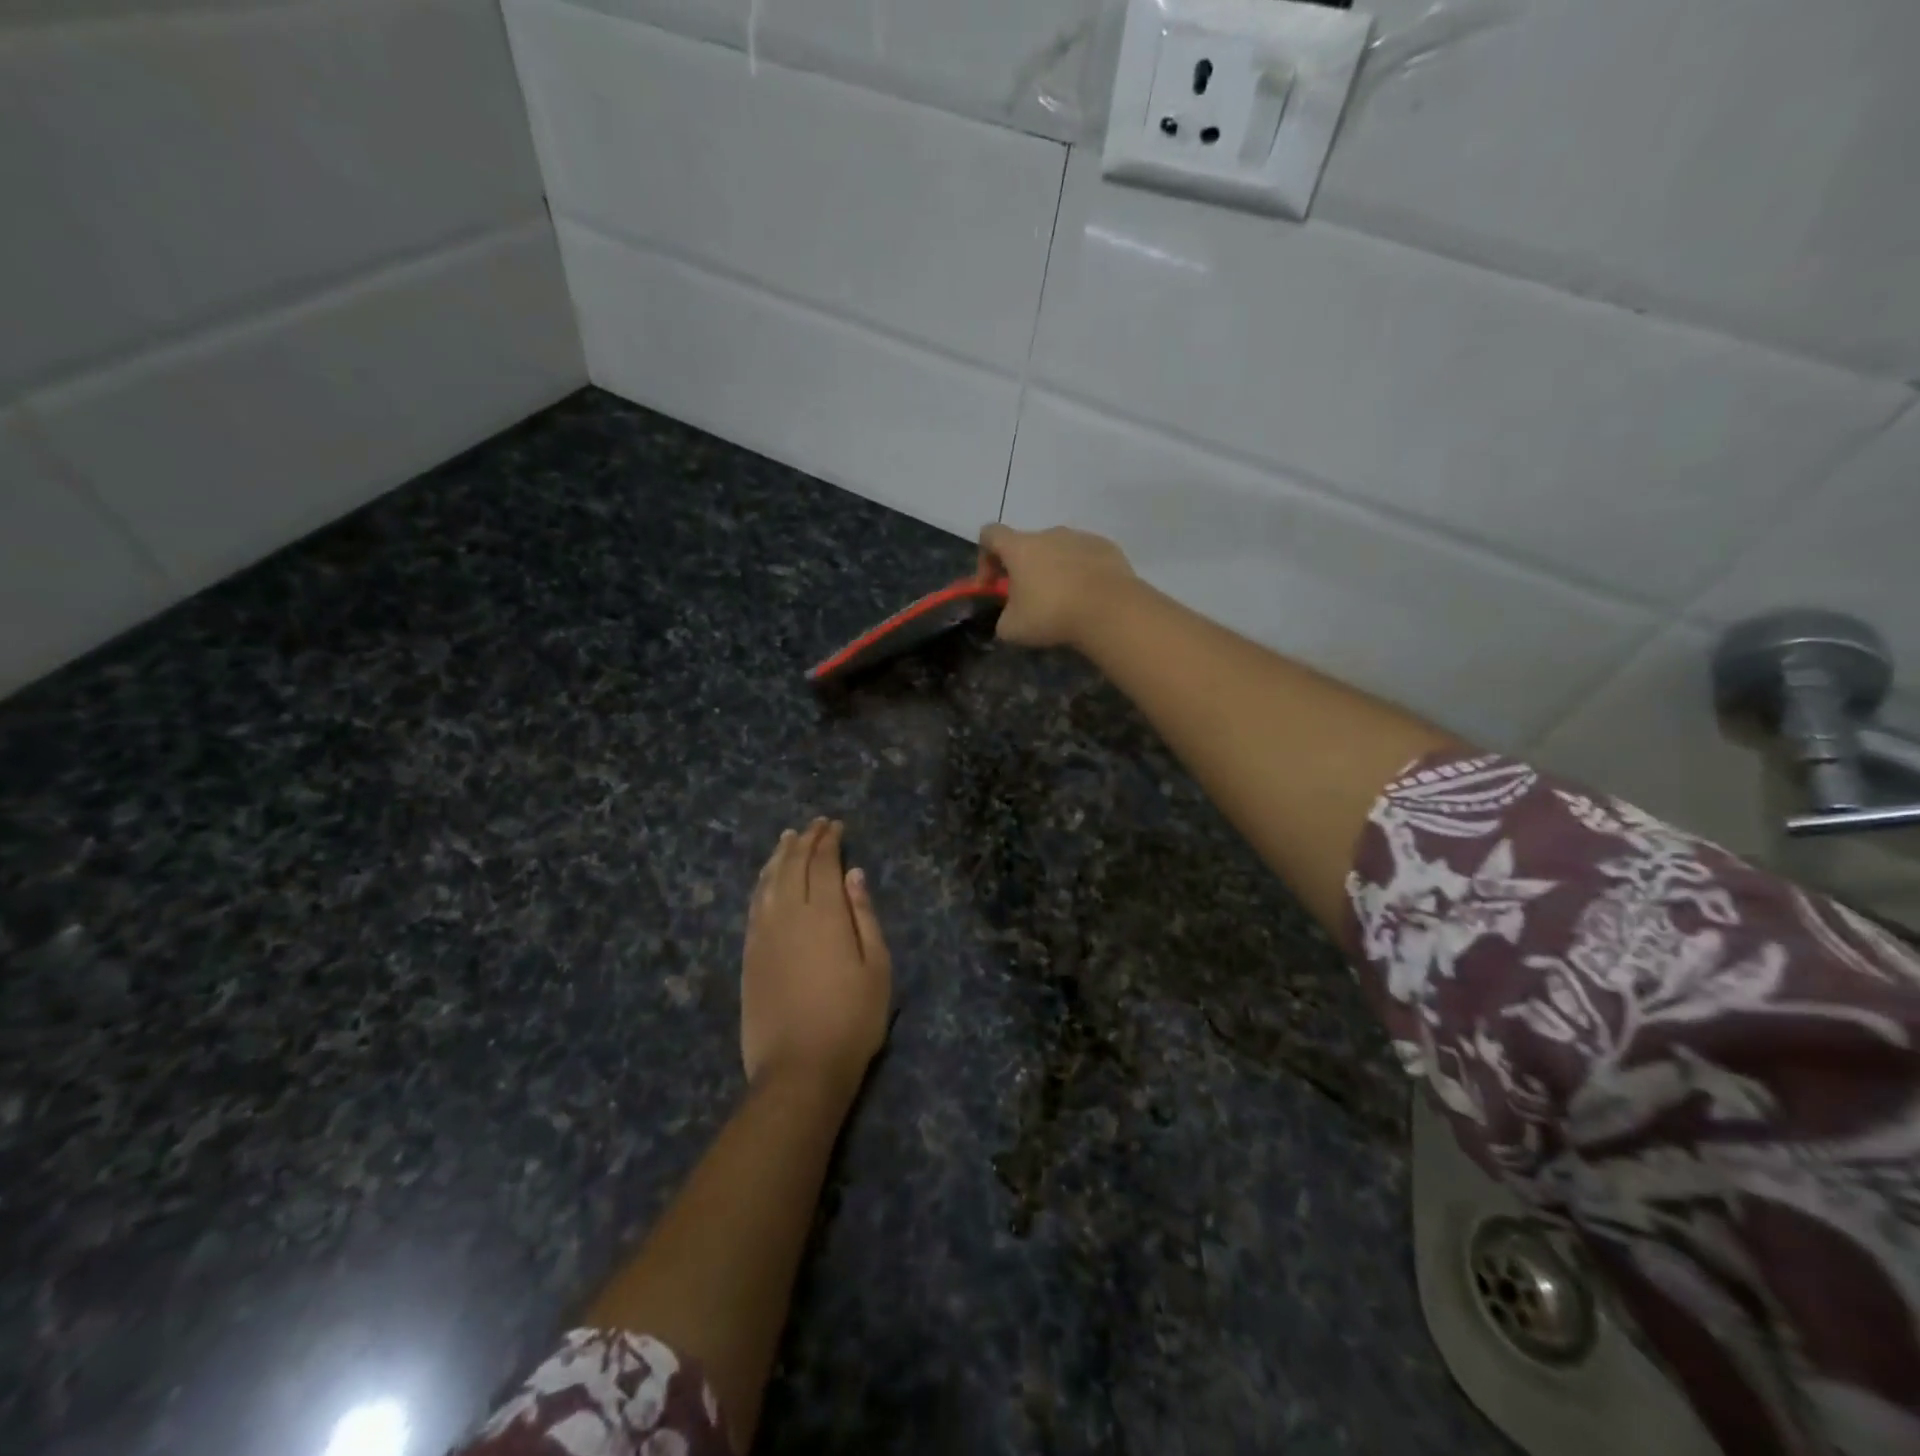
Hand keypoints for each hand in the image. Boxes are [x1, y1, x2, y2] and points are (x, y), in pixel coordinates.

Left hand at [741, 819, 891, 1095]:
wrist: (799, 1069)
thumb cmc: (852, 1019)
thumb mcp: (877, 967)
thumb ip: (864, 915)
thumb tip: (853, 875)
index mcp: (824, 913)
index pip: (823, 863)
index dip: (829, 840)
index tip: (836, 825)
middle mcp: (788, 914)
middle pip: (793, 865)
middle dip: (805, 840)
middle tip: (815, 825)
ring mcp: (763, 934)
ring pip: (768, 881)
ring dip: (779, 856)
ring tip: (787, 839)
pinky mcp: (749, 954)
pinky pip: (753, 904)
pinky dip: (761, 883)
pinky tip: (766, 878)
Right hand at [978, 524, 1136, 649]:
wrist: (1111, 610)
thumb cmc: (1052, 614)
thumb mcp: (1012, 629)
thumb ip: (1003, 619)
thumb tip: (1009, 618)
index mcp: (1020, 547)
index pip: (990, 534)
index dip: (984, 557)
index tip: (991, 584)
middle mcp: (1049, 534)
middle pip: (1027, 545)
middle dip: (1024, 569)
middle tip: (1030, 600)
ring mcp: (1081, 537)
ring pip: (1058, 550)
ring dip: (1054, 569)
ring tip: (1064, 600)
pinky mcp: (1107, 547)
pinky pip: (1085, 556)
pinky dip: (1081, 572)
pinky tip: (1088, 597)